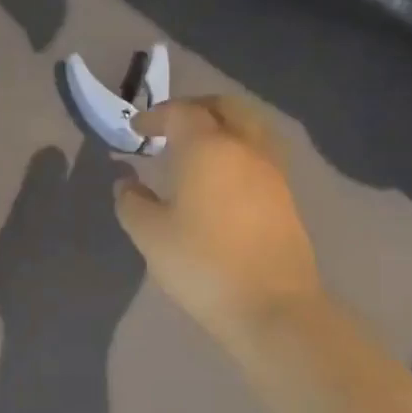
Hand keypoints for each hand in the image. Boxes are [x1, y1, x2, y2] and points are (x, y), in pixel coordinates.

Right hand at [112, 96, 324, 348]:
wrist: (272, 305)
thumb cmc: (202, 264)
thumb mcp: (150, 235)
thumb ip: (132, 203)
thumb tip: (126, 184)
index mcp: (207, 148)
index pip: (180, 113)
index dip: (155, 115)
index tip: (137, 129)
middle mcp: (244, 147)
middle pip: (224, 107)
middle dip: (194, 109)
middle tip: (170, 125)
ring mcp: (272, 170)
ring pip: (249, 126)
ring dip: (222, 126)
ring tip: (198, 148)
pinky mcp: (285, 195)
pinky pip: (260, 152)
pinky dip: (238, 148)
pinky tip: (221, 176)